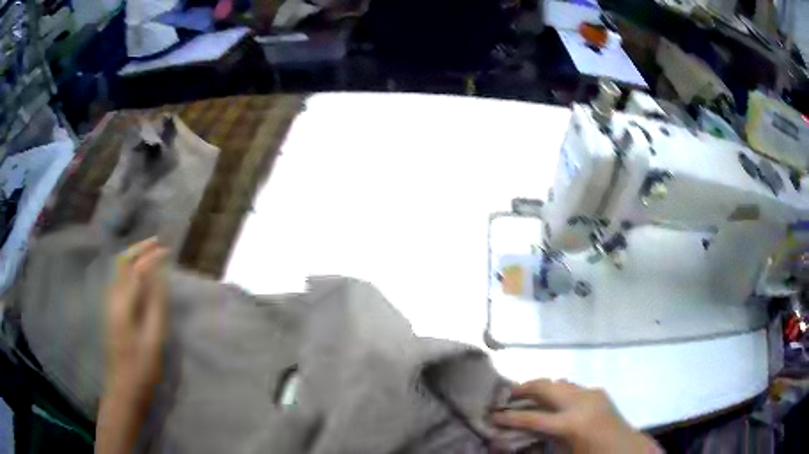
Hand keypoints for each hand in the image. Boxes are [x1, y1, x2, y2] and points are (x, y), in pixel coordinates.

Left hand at [105, 238, 167, 398]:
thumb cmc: (141, 367)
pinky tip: (141, 275)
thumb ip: (156, 305)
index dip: (151, 257)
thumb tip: (160, 277)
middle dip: (139, 249)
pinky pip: (120, 280)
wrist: (124, 389)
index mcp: (122, 304)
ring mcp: (110, 305)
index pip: (136, 270)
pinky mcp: (112, 312)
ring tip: (151, 253)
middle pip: (122, 263)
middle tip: (157, 242)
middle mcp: (112, 298)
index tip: (167, 250)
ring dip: (134, 257)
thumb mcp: (153, 339)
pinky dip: (131, 269)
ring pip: (119, 270)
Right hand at [492, 379, 660, 453]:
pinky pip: (572, 386)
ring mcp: (591, 393)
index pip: (532, 418)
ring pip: (558, 382)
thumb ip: (543, 442)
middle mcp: (581, 402)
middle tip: (506, 395)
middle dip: (523, 388)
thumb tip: (518, 437)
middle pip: (545, 386)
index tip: (492, 415)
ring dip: (540, 387)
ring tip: (525, 395)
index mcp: (572, 424)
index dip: (509, 417)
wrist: (627, 450)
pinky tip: (552, 400)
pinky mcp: (598, 391)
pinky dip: (557, 390)